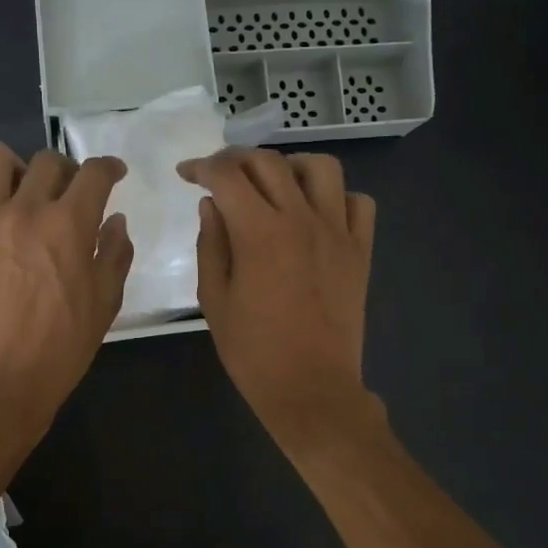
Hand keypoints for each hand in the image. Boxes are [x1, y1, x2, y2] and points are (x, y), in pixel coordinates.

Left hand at [0, 143, 132, 442]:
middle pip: (47, 160)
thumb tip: (114, 220)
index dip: (109, 168)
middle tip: (64, 196)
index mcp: (69, 225)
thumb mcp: (106, 302)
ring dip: (10, 168)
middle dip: (65, 172)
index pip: (95, 173)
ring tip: (13, 193)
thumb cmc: (62, 346)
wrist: (2, 380)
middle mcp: (24, 210)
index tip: (112, 175)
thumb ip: (115, 253)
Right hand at [178, 148, 377, 451]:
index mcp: (259, 233)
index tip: (187, 173)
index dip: (202, 167)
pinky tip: (316, 212)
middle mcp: (302, 220)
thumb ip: (211, 244)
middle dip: (237, 159)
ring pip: (321, 168)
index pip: (227, 176)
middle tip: (220, 174)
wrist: (310, 388)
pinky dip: (335, 196)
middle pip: (269, 163)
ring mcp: (337, 232)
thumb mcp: (215, 299)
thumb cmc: (253, 351)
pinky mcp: (360, 251)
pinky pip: (358, 203)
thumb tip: (211, 205)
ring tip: (273, 183)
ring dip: (290, 165)